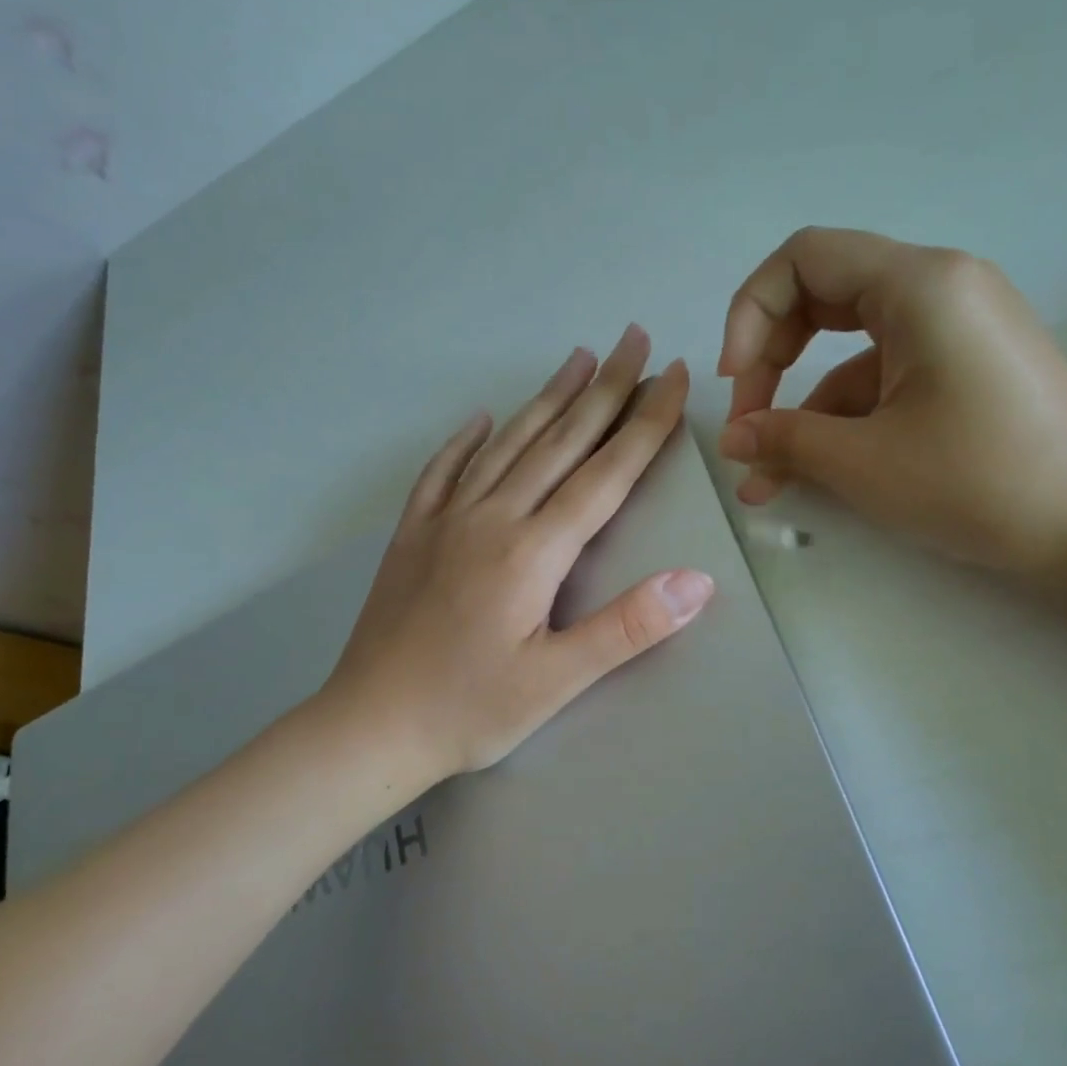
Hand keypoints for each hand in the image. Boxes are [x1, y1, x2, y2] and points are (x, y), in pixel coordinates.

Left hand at [327, 325, 714, 780]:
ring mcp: (445, 522)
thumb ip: (627, 627)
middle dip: (604, 388)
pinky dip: (466, 441)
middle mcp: (490, 518)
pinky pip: (442, 472)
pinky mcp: (412, 536)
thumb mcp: (557, 681)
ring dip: (546, 398)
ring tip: (577, 358)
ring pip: (506, 444)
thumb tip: (697, 581)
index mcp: (531, 551)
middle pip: (558, 441)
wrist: (368, 727)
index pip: (603, 474)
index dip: (644, 424)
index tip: (675, 377)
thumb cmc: (469, 710)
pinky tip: (480, 419)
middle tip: (635, 338)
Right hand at [715, 227, 1066, 573]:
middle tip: (746, 426)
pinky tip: (815, 475)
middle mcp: (939, 290)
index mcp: (918, 285)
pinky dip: (843, 422)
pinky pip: (884, 382)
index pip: (803, 259)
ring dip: (802, 409)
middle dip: (770, 361)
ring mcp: (955, 333)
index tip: (735, 383)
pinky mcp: (964, 374)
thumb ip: (785, 440)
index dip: (749, 314)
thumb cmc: (979, 480)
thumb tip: (733, 439)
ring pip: (849, 353)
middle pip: (822, 298)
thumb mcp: (864, 462)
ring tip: (767, 478)